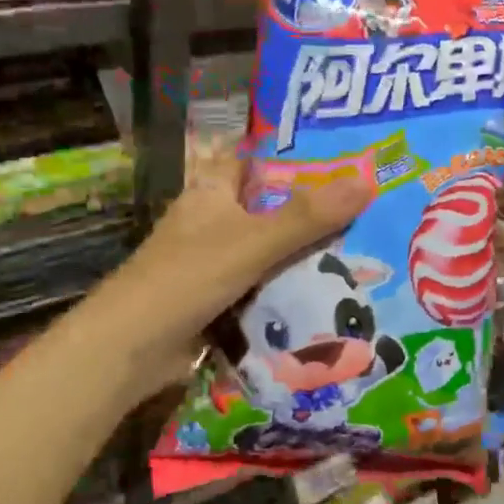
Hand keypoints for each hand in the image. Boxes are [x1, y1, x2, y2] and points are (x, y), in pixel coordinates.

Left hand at [122, 139, 372, 352]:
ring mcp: (214, 262)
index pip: (256, 160)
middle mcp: (212, 220)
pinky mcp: (218, 299)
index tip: (343, 156)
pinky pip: (263, 286)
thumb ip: (308, 216)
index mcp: (212, 191)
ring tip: (366, 247)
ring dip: (304, 254)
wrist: (133, 348)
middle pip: (269, 208)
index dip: (294, 155)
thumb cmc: (188, 277)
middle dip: (312, 211)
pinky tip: (332, 293)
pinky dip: (289, 289)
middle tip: (370, 206)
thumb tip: (367, 180)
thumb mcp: (254, 241)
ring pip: (269, 250)